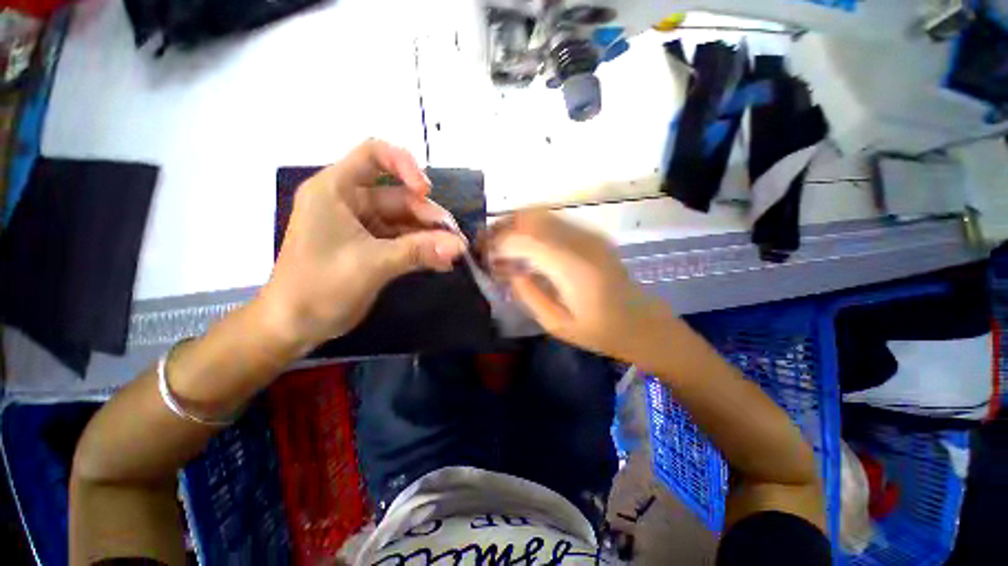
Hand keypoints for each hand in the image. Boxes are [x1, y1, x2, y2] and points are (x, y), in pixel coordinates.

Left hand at [258, 139, 466, 350]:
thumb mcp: (371, 264)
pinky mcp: (373, 247)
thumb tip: (459, 246)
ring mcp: (364, 226)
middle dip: (429, 217)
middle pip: (400, 196)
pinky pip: (404, 241)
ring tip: (454, 253)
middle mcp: (351, 202)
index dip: (404, 165)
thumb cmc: (319, 287)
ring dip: (431, 236)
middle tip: (455, 240)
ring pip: (406, 221)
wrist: (295, 326)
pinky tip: (442, 263)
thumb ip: (418, 251)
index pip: (373, 155)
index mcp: (336, 190)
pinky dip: (423, 250)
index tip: (426, 191)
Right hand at [486, 210, 674, 359]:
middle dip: (501, 227)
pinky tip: (524, 247)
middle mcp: (580, 241)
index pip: (523, 239)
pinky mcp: (591, 235)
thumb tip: (507, 270)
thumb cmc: (600, 331)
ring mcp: (588, 234)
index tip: (481, 256)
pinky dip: (531, 229)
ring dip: (515, 225)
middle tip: (485, 247)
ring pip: (541, 214)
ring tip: (500, 246)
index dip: (497, 243)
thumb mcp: (556, 324)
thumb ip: (527, 294)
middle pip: (530, 217)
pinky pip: (553, 222)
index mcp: (572, 266)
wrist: (641, 322)